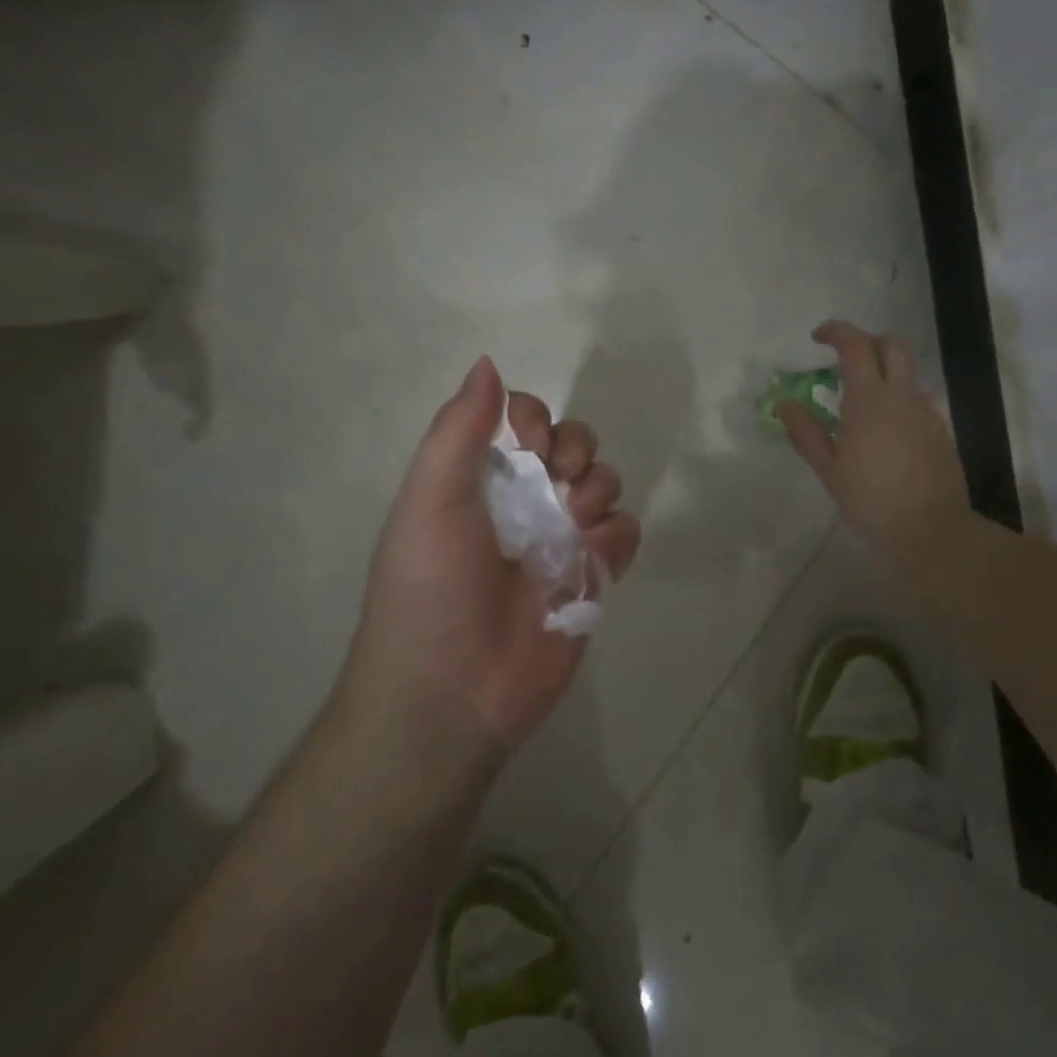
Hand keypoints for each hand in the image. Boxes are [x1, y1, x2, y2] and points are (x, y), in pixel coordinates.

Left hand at [342, 357, 640, 769]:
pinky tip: (592, 560)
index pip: (524, 418)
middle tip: (560, 480)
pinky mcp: (593, 577)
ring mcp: (562, 540)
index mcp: (482, 478)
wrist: (452, 692)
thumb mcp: (430, 500)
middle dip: (577, 448)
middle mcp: (525, 502)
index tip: (530, 440)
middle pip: (574, 443)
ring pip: (605, 483)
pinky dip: (616, 538)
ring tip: (574, 528)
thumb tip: (488, 363)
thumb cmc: (432, 588)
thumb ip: (459, 430)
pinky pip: (625, 533)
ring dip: (597, 491)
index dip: (536, 416)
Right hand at [781, 320, 968, 560]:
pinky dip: (898, 397)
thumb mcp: (828, 469)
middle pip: (892, 344)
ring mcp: (926, 411)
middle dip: (867, 341)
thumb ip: (806, 432)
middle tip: (843, 361)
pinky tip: (884, 429)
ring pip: (908, 371)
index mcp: (870, 400)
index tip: (817, 337)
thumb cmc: (870, 500)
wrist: (929, 529)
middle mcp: (902, 396)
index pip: (856, 345)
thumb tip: (786, 404)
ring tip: (861, 400)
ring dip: (884, 370)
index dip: (837, 332)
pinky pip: (917, 398)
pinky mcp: (940, 430)